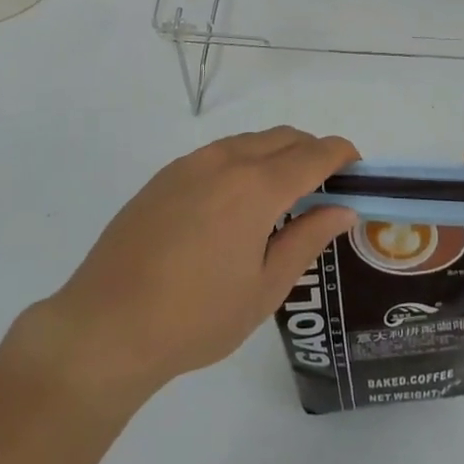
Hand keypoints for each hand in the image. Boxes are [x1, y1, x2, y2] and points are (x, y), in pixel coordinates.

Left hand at [3, 128, 357, 406]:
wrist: (106, 325)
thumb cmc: (196, 317)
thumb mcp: (264, 287)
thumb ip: (307, 239)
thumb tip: (343, 209)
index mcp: (256, 187)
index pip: (313, 154)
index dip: (341, 154)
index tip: (357, 166)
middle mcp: (226, 161)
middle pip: (283, 138)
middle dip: (311, 152)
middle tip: (325, 187)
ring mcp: (190, 164)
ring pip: (250, 141)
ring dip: (276, 154)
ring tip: (282, 196)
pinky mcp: (165, 175)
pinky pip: (219, 153)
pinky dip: (244, 162)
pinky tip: (236, 203)